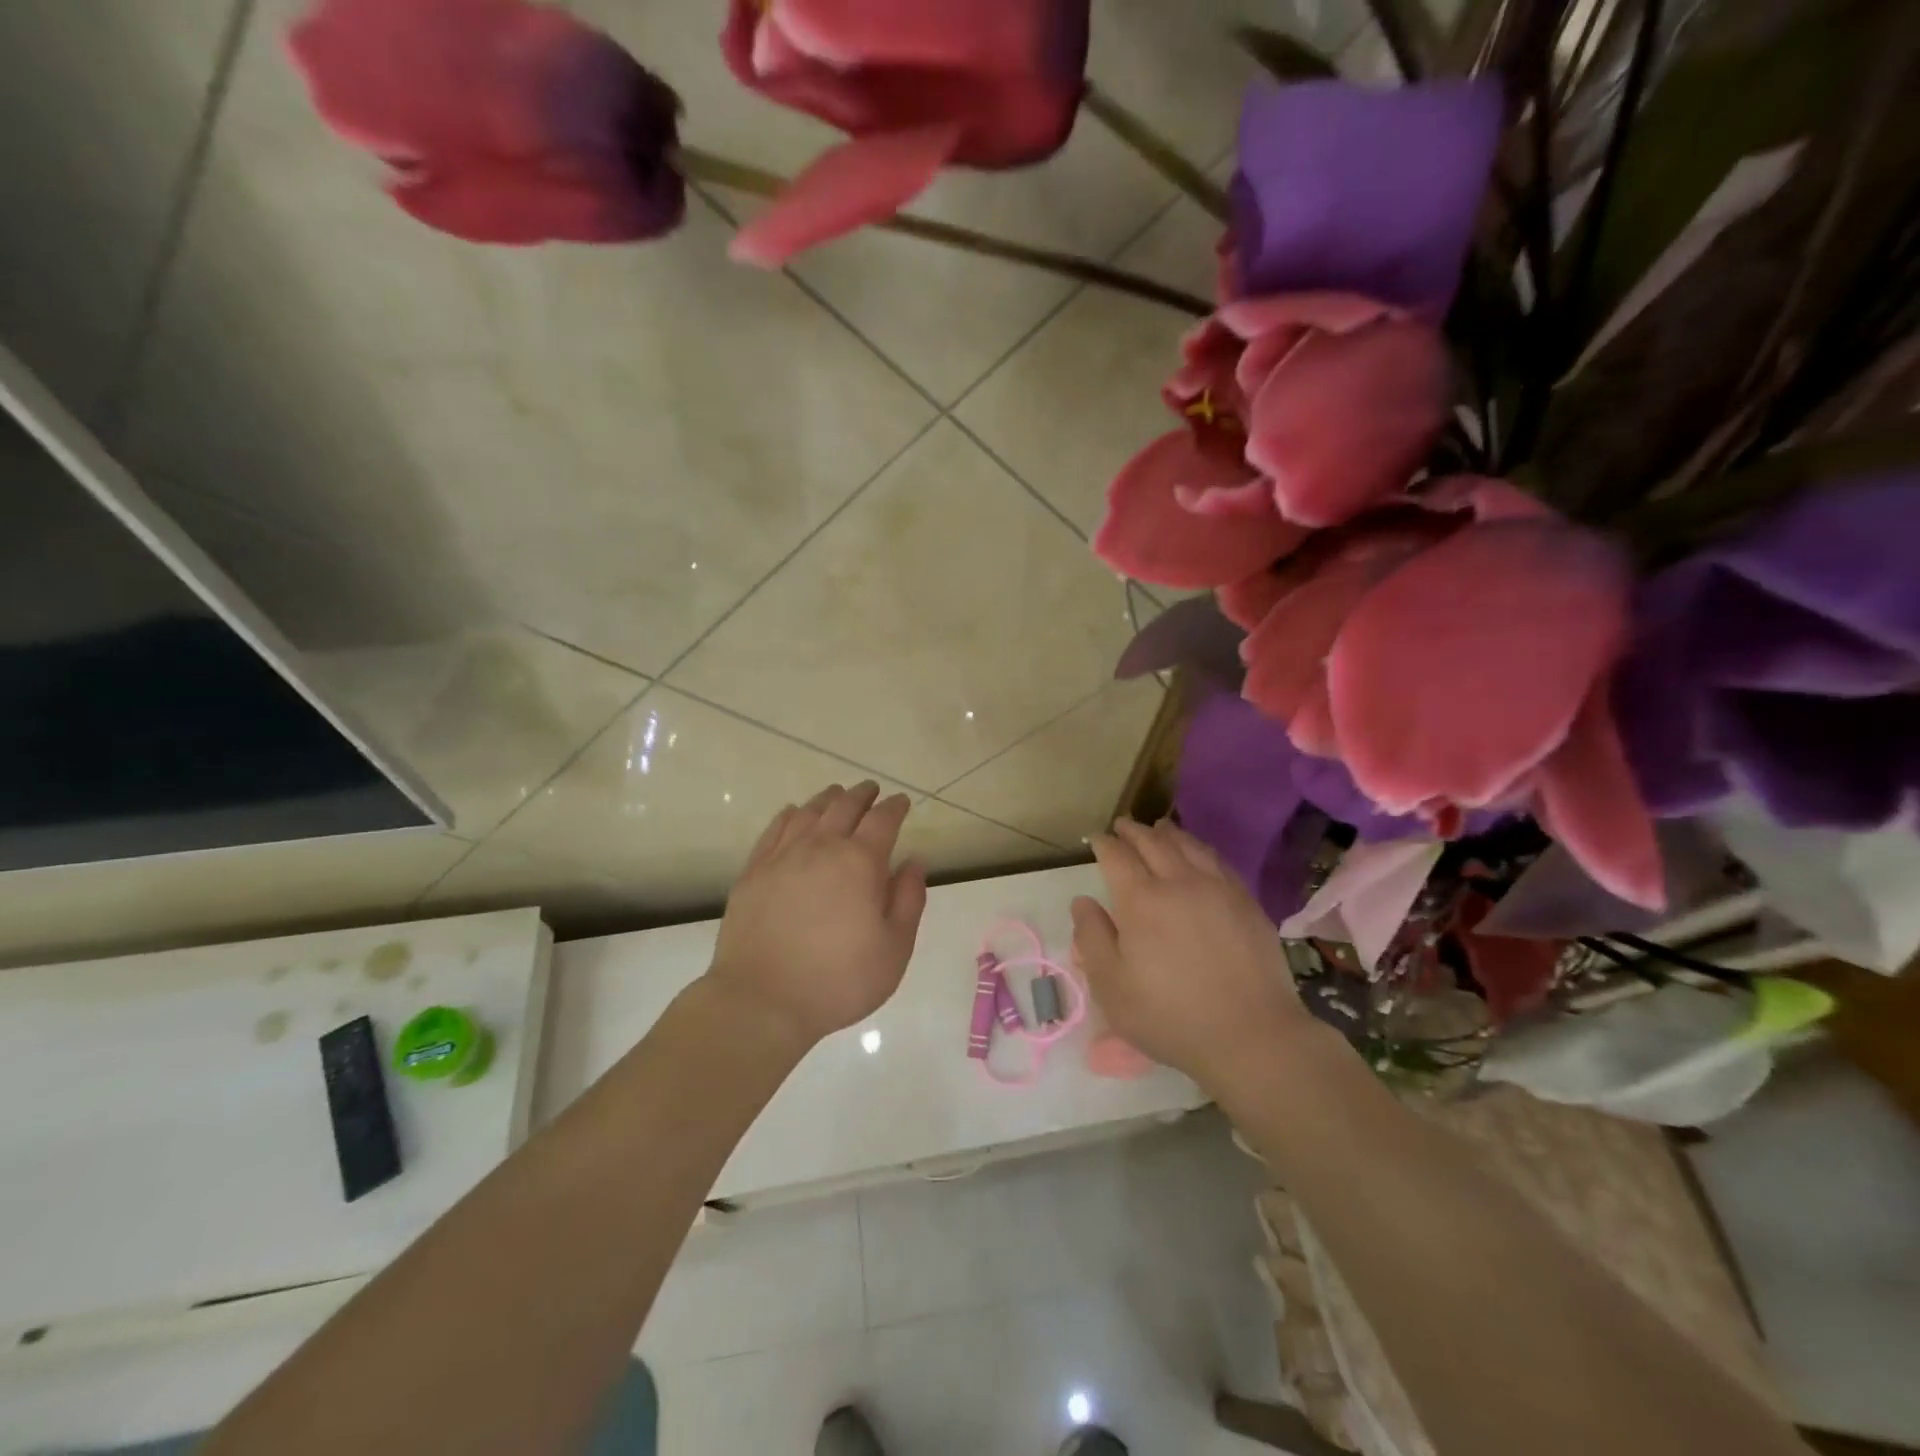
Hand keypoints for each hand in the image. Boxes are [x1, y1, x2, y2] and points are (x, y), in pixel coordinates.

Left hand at [709, 782, 928, 1051]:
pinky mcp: (754, 871)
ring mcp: (782, 857)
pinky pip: (775, 829)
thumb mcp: (894, 949)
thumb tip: (913, 862)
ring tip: (837, 795)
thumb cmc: (838, 981)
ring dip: (828, 799)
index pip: (882, 820)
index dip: (895, 807)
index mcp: (860, 862)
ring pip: (809, 812)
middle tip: (872, 790)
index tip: (901, 802)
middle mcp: (821, 847)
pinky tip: (795, 813)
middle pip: (844, 806)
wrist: (762, 1001)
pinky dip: (791, 814)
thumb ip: (908, 900)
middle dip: (862, 794)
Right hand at [1071, 817, 1313, 1093]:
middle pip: (1153, 842)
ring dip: (1169, 833)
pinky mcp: (1247, 903)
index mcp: (1141, 900)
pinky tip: (1200, 855)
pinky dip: (1201, 849)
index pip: (1117, 856)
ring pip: (1189, 845)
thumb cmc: (1169, 1016)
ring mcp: (1218, 889)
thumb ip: (1092, 938)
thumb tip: (1083, 901)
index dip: (1104, 844)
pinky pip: (1218, 862)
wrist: (1250, 1035)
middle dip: (1134, 831)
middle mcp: (1179, 882)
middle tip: (1123, 826)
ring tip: (1159, 828)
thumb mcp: (1111, 986)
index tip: (1096, 840)